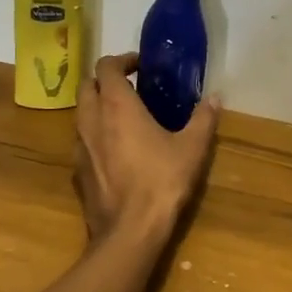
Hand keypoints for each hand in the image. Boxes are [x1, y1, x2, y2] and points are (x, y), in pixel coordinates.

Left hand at [73, 53, 220, 240]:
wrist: (129, 231)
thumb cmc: (162, 182)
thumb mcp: (192, 149)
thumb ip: (203, 119)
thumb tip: (215, 97)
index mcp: (116, 105)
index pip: (106, 66)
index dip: (122, 60)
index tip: (140, 66)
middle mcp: (91, 119)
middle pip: (86, 86)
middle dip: (104, 81)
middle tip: (130, 89)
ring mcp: (79, 146)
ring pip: (80, 114)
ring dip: (97, 108)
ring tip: (123, 118)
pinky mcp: (76, 171)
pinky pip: (81, 141)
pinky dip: (94, 136)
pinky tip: (115, 151)